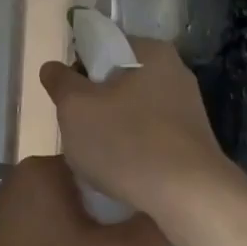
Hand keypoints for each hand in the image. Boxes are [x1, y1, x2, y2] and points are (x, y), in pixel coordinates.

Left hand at [0, 155, 165, 245]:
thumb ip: (151, 231)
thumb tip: (167, 210)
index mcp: (43, 169)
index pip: (101, 166)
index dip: (130, 193)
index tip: (148, 220)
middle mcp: (17, 180)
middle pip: (80, 192)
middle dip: (106, 219)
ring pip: (59, 216)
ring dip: (81, 238)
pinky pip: (36, 238)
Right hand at [39, 39, 246, 245]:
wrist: (190, 198)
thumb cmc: (127, 141)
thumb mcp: (75, 107)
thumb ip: (59, 81)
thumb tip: (53, 68)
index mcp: (151, 52)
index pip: (103, 46)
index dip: (77, 69)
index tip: (67, 99)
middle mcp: (175, 73)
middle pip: (117, 81)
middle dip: (95, 103)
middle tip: (78, 129)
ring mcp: (187, 110)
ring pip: (132, 111)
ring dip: (112, 128)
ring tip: (97, 157)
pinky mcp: (193, 143)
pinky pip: (150, 137)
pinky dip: (132, 149)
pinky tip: (121, 172)